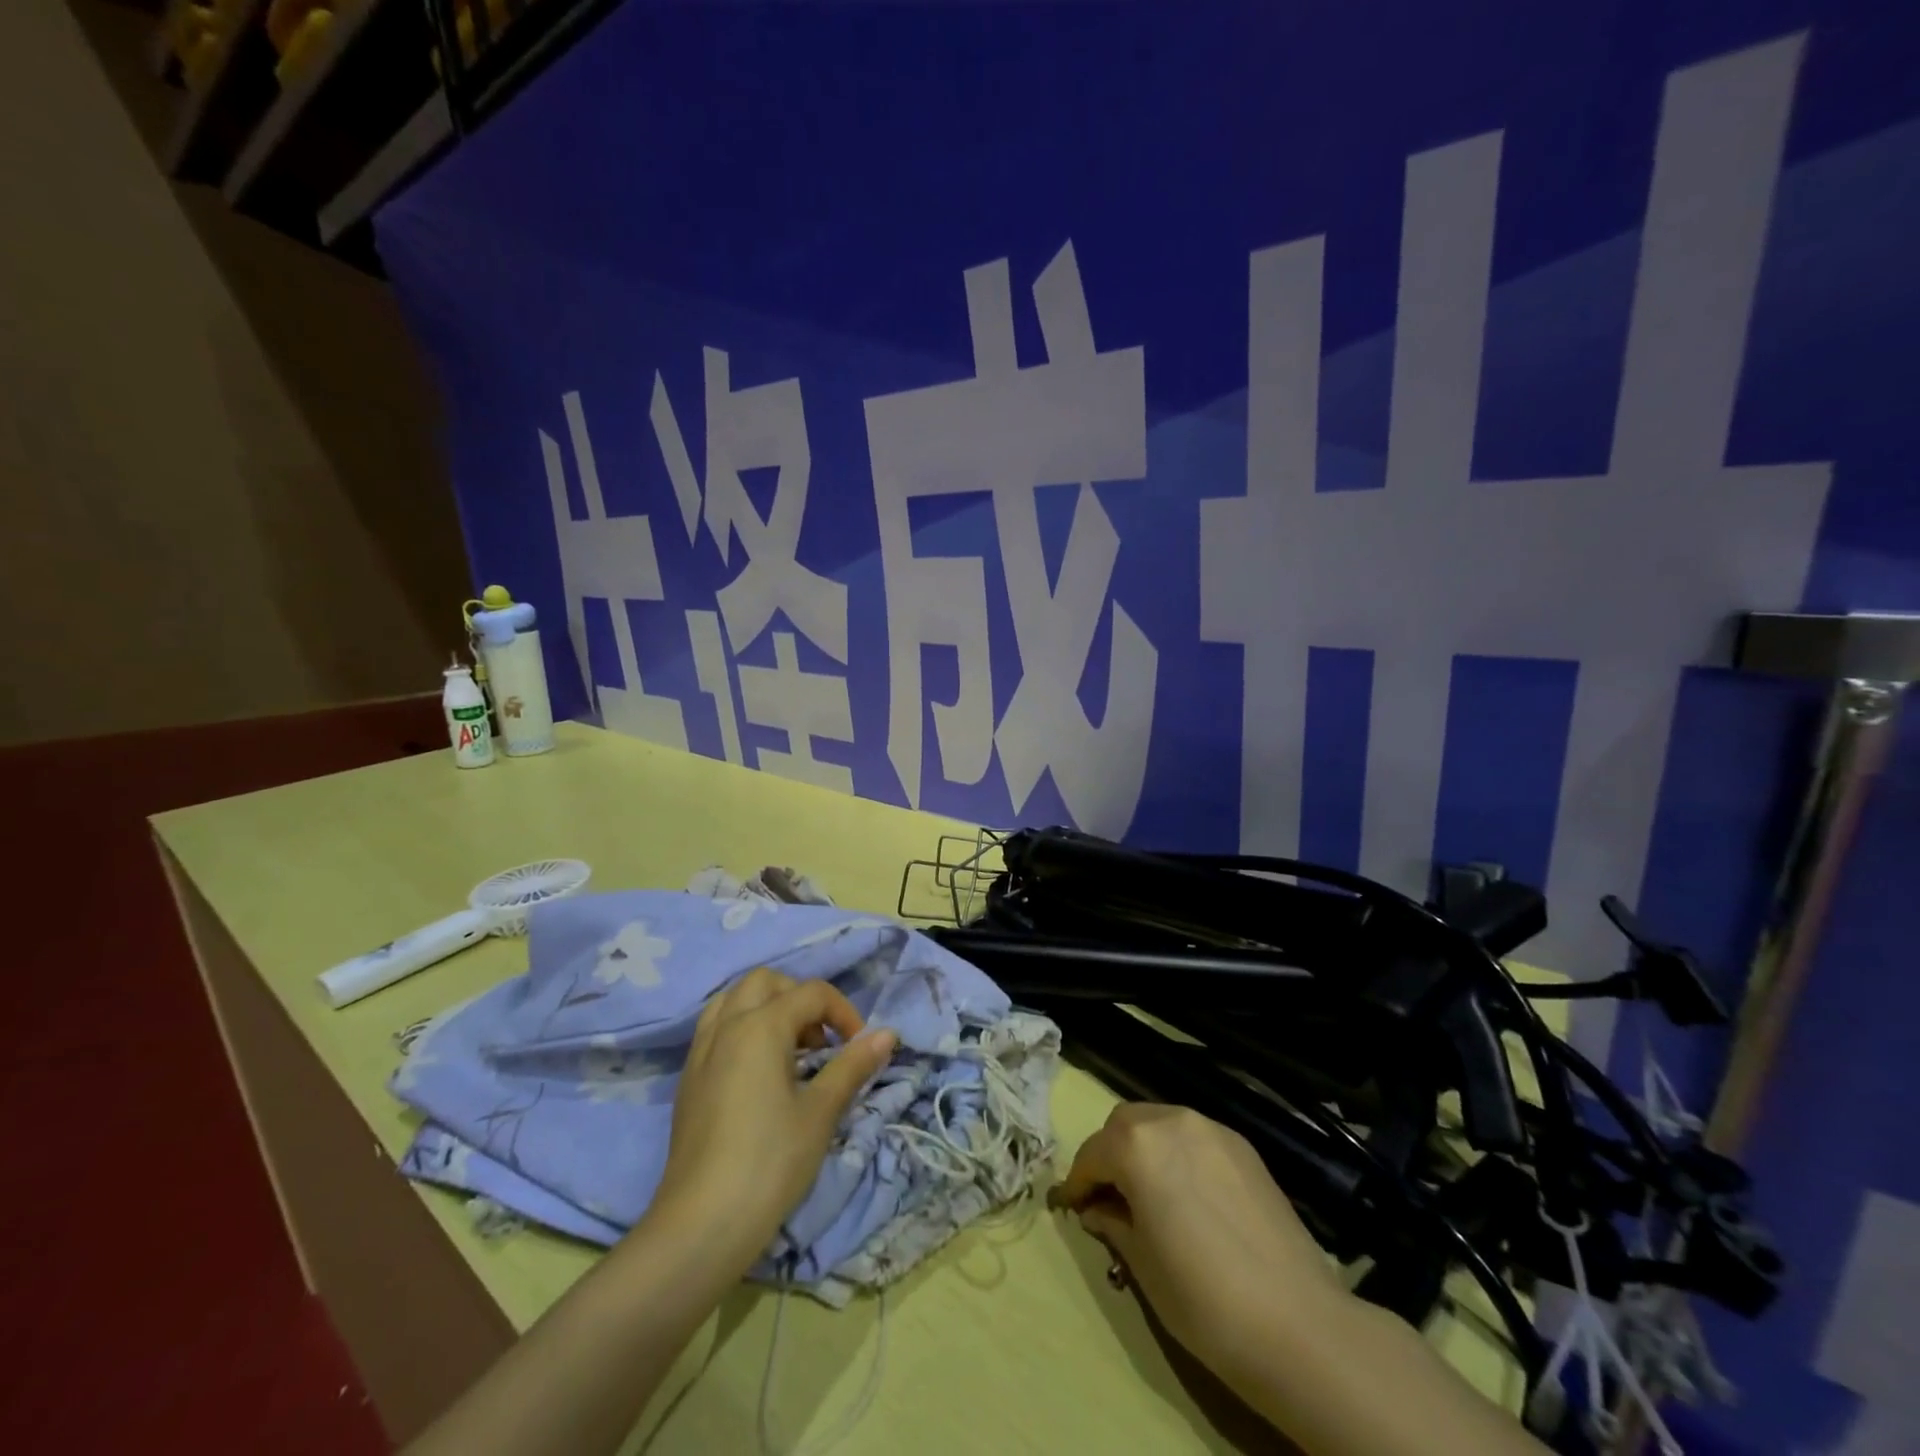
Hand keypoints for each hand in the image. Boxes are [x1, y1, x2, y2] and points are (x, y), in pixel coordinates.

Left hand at [647, 968, 896, 1270]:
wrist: (701, 1225)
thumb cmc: (770, 1162)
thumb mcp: (821, 1112)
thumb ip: (852, 1065)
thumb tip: (887, 1034)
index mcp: (761, 1025)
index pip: (811, 993)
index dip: (844, 1013)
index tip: (860, 1048)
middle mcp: (727, 1025)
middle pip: (767, 982)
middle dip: (800, 999)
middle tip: (821, 1041)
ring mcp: (701, 1051)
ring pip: (734, 1000)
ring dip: (767, 1008)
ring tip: (790, 1051)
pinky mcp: (688, 1079)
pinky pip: (716, 1029)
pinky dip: (742, 1029)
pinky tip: (759, 1073)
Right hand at [1053, 1104, 1343, 1382]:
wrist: (1297, 1324)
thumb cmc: (1202, 1297)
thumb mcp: (1140, 1264)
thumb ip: (1112, 1222)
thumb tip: (1098, 1209)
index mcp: (1137, 1145)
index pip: (1092, 1153)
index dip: (1078, 1182)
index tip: (1074, 1207)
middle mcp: (1171, 1120)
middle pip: (1125, 1124)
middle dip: (1111, 1154)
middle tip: (1111, 1197)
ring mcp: (1212, 1129)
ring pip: (1161, 1123)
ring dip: (1145, 1149)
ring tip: (1152, 1194)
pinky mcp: (1244, 1147)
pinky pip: (1195, 1137)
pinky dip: (1179, 1154)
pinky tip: (1190, 1195)